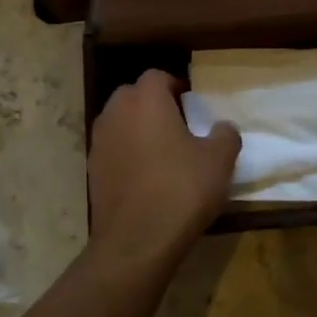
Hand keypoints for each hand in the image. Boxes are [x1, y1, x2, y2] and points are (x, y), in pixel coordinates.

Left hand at [89, 70, 240, 262]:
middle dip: (154, 105)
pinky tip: (147, 179)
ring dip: (138, 130)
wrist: (137, 240)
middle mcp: (115, 112)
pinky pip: (114, 150)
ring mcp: (99, 142)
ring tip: (163, 154)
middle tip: (179, 127)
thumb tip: (222, 127)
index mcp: (145, 100)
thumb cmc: (182, 189)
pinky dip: (127, 155)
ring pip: (120, 123)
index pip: (157, 76)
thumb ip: (225, 135)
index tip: (193, 106)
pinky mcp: (92, 171)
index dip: (176, 86)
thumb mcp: (219, 160)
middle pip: (133, 96)